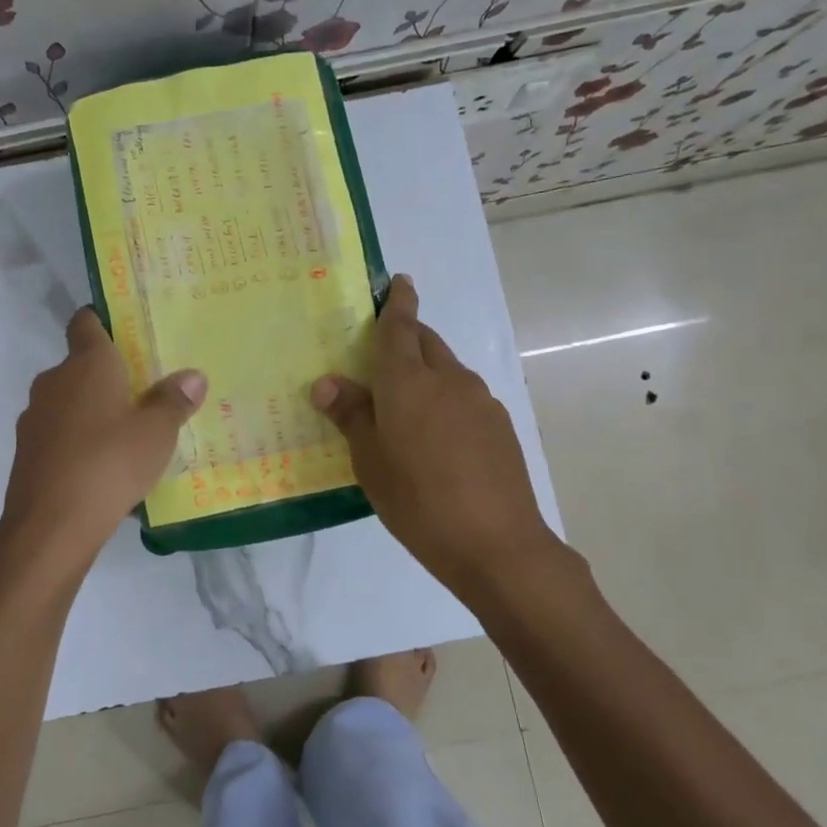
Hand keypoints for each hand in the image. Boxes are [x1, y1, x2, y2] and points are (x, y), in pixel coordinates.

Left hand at [0, 308, 207, 561]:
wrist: (50, 526)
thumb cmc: (110, 463)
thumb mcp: (157, 433)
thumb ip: (173, 401)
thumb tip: (192, 376)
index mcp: (86, 364)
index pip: (86, 322)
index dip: (103, 320)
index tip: (125, 331)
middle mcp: (54, 381)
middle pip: (80, 366)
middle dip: (107, 376)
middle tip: (142, 393)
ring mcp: (35, 417)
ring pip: (68, 402)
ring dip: (92, 412)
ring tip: (126, 435)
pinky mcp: (27, 452)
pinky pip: (59, 435)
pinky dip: (77, 442)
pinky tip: (102, 468)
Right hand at [312, 276, 560, 597]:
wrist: (496, 543)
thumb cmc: (418, 501)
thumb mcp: (370, 461)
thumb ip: (351, 415)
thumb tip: (328, 382)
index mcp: (408, 381)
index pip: (400, 327)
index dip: (398, 302)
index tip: (400, 282)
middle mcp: (448, 378)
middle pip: (426, 342)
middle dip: (407, 336)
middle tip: (381, 354)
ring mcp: (480, 401)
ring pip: (447, 369)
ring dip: (426, 371)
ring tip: (404, 405)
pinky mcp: (499, 425)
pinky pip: (464, 396)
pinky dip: (445, 399)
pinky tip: (436, 437)